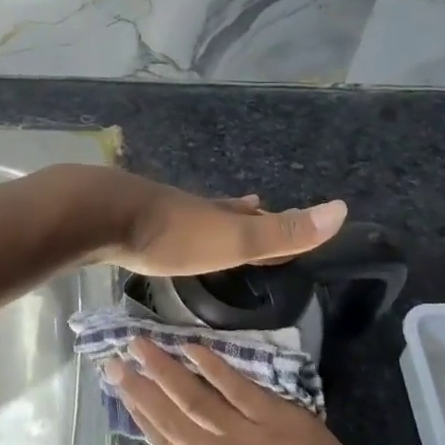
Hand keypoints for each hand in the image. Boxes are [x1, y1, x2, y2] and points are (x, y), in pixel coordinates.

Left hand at [90, 172, 347, 276]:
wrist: (102, 215)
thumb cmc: (172, 234)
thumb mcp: (232, 238)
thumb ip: (281, 231)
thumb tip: (342, 208)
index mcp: (218, 215)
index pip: (255, 218)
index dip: (275, 220)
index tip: (291, 215)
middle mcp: (191, 208)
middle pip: (222, 210)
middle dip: (241, 213)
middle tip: (255, 206)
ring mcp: (156, 210)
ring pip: (189, 214)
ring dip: (206, 218)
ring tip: (213, 215)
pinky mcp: (126, 220)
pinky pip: (158, 224)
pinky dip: (170, 228)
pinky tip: (157, 229)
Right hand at [106, 339, 386, 444]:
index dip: (138, 415)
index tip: (118, 391)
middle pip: (168, 418)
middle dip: (137, 388)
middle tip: (112, 361)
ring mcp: (244, 436)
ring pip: (192, 398)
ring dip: (162, 369)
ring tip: (138, 345)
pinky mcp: (274, 416)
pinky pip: (234, 386)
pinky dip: (210, 365)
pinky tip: (189, 347)